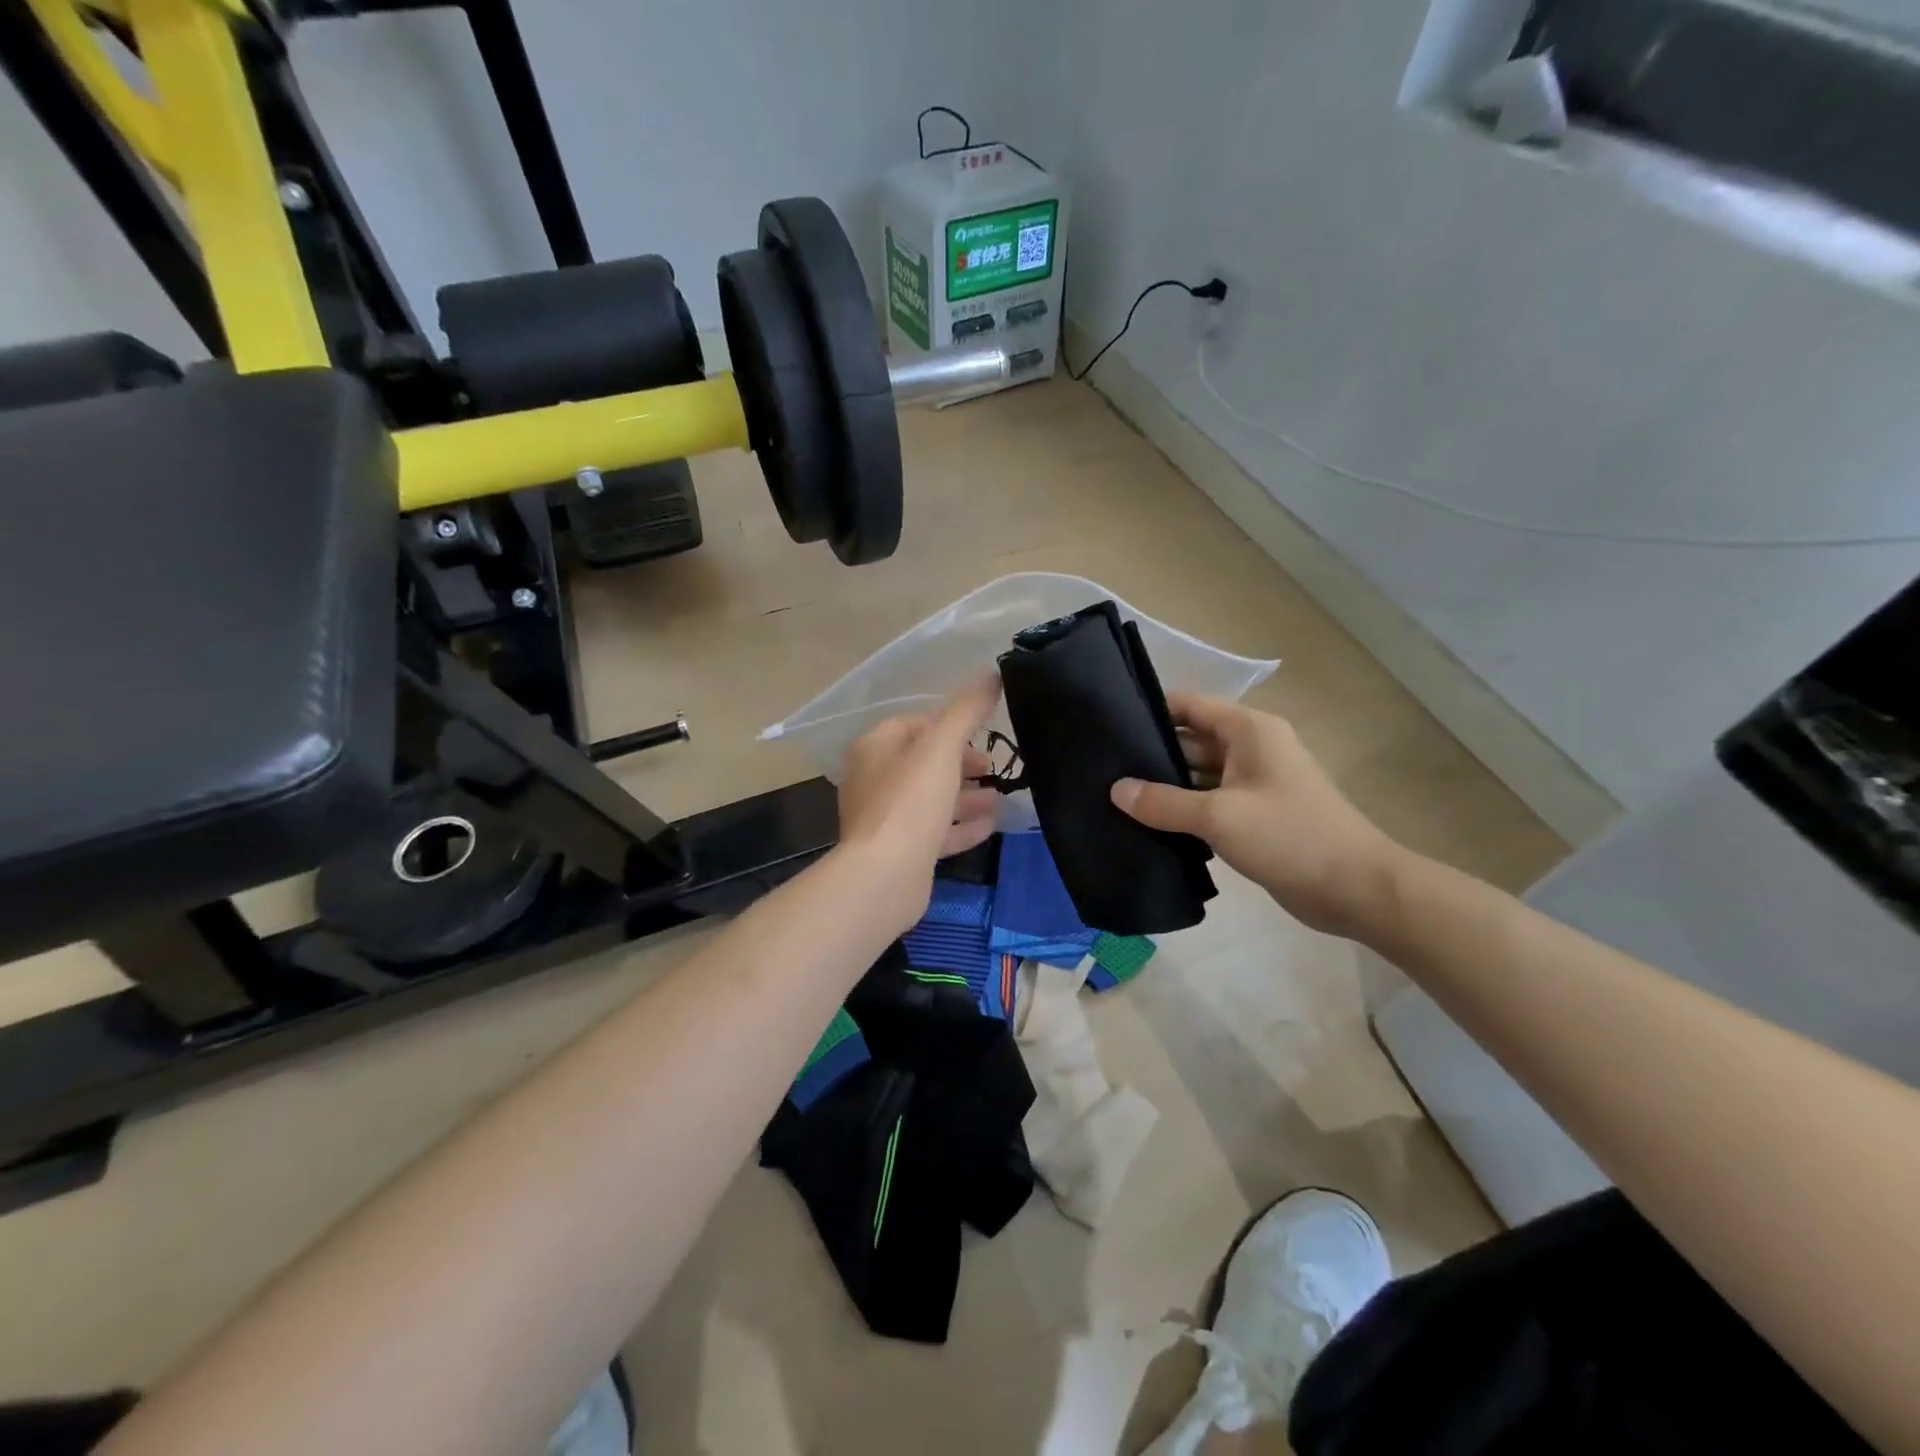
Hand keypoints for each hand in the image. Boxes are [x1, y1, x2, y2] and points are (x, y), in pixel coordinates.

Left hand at [835, 673, 1002, 935]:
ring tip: (1000, 796)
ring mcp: (886, 818)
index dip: (950, 723)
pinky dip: (961, 825)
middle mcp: (874, 779)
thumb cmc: (910, 800)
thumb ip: (967, 709)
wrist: (885, 875)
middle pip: (923, 762)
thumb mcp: (942, 746)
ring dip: (965, 795)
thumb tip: (991, 673)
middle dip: (961, 761)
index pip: (915, 723)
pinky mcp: (900, 851)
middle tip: (993, 766)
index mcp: (875, 748)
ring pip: (930, 798)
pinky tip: (991, 824)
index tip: (984, 730)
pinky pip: (935, 831)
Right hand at [1110, 693, 1402, 936]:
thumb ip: (1163, 802)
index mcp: (1248, 730)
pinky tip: (1146, 825)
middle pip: (1189, 740)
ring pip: (1197, 775)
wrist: (1355, 889)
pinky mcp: (1253, 815)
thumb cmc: (1289, 836)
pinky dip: (1182, 810)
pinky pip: (1208, 803)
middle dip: (1150, 754)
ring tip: (1114, 797)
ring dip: (1163, 786)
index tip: (1107, 728)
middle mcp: (1250, 748)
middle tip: (1101, 769)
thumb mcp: (1219, 816)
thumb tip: (1116, 790)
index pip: (1188, 705)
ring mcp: (1253, 783)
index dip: (1149, 711)